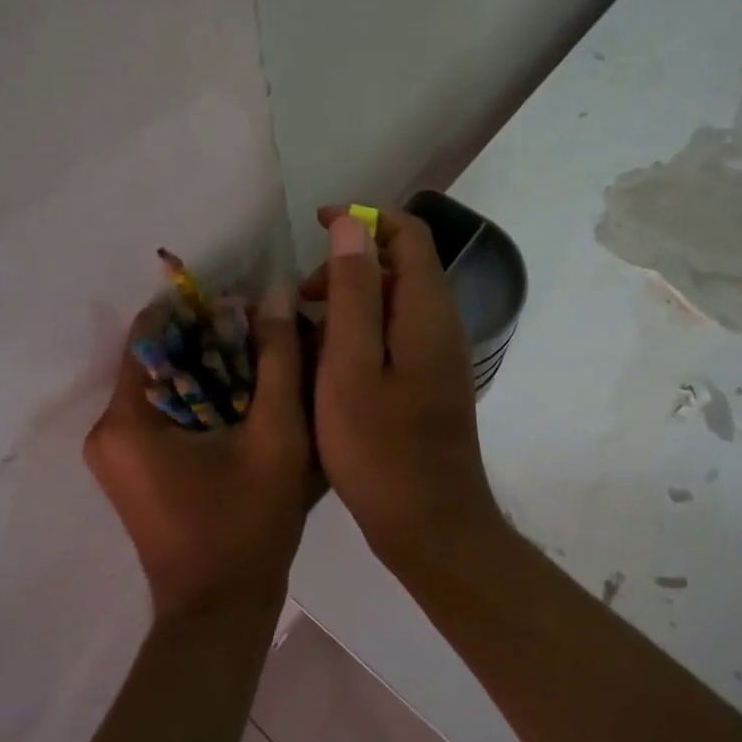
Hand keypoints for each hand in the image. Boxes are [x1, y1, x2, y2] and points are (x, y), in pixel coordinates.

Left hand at [83, 283, 313, 619]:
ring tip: (259, 367)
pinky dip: (196, 400)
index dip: (197, 310)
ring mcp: (113, 455)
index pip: (150, 332)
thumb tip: (274, 292)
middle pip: (155, 359)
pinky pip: (160, 415)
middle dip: (206, 342)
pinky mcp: (128, 471)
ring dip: (205, 371)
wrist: (220, 610)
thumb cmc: (248, 523)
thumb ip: (278, 359)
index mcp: (127, 419)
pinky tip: (239, 404)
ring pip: (161, 386)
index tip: (243, 305)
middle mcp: (105, 431)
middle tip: (261, 336)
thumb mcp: (276, 434)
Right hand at [305, 207, 500, 563]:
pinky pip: (393, 336)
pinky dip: (359, 334)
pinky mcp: (429, 382)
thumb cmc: (381, 447)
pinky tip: (327, 366)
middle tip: (301, 299)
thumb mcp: (351, 366)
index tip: (314, 226)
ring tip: (305, 334)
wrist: (431, 524)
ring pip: (392, 303)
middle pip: (399, 266)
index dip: (363, 218)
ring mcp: (438, 356)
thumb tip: (351, 224)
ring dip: (349, 303)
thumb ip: (354, 292)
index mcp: (425, 310)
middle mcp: (440, 324)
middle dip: (347, 267)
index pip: (407, 233)